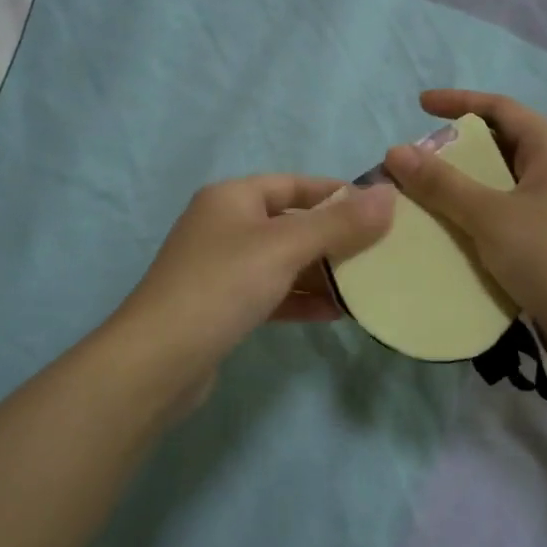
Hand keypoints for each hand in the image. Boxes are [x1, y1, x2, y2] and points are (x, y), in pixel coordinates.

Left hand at [113, 174, 395, 394]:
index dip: (337, 193)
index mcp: (233, 198)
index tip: (380, 210)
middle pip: (291, 223)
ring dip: (321, 272)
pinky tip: (334, 313)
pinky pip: (272, 292)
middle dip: (334, 237)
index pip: (295, 184)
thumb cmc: (222, 286)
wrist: (157, 361)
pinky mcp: (222, 306)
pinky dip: (301, 299)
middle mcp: (225, 226)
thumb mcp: (285, 247)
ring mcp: (221, 268)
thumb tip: (390, 194)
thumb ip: (339, 223)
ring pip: (283, 261)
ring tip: (366, 285)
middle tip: (381, 251)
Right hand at [383, 90, 546, 338]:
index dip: (458, 102)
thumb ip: (442, 184)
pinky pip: (502, 212)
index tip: (419, 105)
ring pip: (498, 181)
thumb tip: (395, 152)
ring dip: (461, 184)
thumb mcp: (490, 215)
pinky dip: (473, 213)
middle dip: (455, 148)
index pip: (500, 108)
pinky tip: (446, 230)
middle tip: (416, 161)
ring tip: (422, 194)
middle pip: (499, 143)